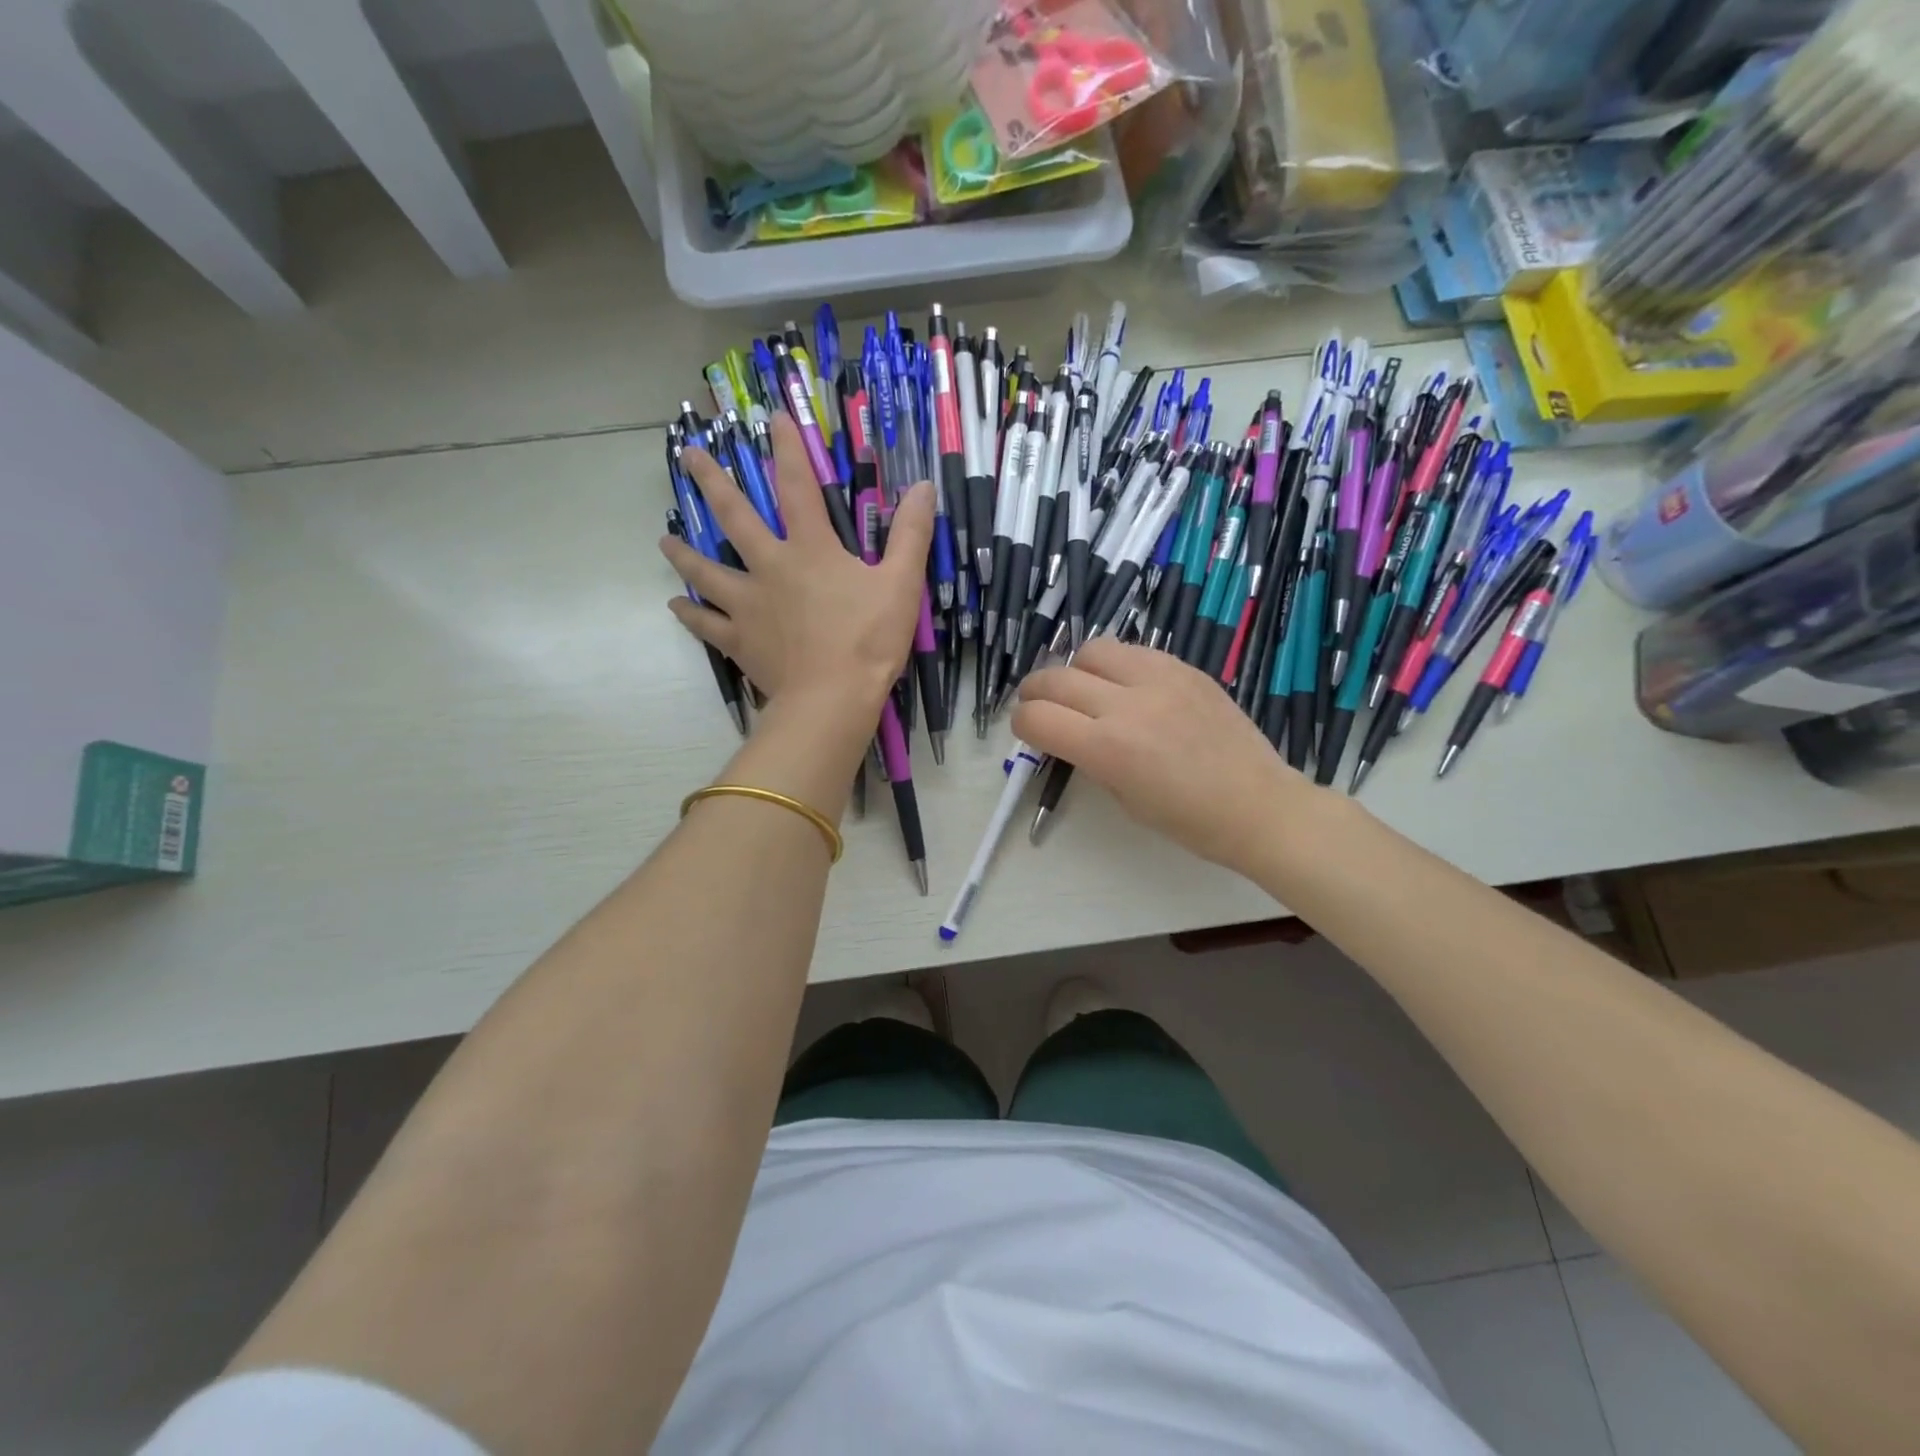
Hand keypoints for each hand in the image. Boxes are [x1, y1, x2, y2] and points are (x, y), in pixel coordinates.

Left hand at [661, 415, 932, 722]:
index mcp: (810, 549)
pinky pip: (707, 625)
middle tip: (688, 457)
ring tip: (664, 541)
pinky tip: (676, 605)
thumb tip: (922, 487)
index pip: (797, 486)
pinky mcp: (740, 641)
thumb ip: (910, 534)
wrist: (832, 698)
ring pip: (707, 572)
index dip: (788, 449)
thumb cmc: (869, 640)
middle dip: (713, 483)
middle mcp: (770, 568)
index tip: (773, 417)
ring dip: (685, 555)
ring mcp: (749, 605)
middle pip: (735, 518)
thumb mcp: (900, 584)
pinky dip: (690, 615)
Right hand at [1013, 640, 1311, 876]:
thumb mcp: (1123, 799)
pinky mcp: (1184, 667)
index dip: (1021, 723)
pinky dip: (1115, 664)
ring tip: (1085, 689)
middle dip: (1035, 692)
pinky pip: (1133, 650)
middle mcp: (1126, 704)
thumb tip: (1068, 734)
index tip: (1026, 730)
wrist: (1258, 805)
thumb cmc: (1188, 820)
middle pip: (1054, 678)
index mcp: (1107, 749)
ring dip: (1075, 669)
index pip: (1037, 718)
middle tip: (1038, 705)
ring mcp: (1158, 678)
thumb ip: (1089, 759)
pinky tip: (1125, 685)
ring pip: (1091, 650)